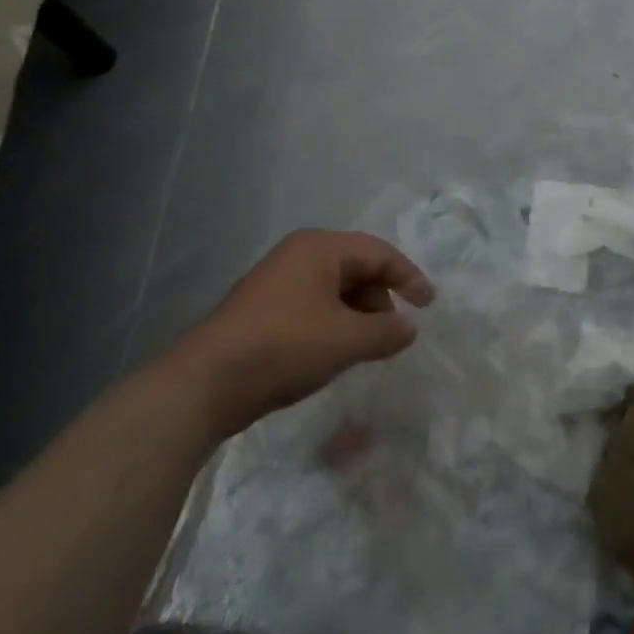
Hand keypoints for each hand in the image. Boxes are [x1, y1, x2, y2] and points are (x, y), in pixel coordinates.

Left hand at [162, 230, 434, 442]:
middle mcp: (300, 254)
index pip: (379, 253)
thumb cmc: (283, 347)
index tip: (429, 305)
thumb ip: (386, 331)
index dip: (409, 277)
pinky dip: (334, 324)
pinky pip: (314, 306)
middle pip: (357, 268)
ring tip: (367, 348)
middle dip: (381, 299)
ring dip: (358, 315)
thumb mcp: (345, 340)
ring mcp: (278, 281)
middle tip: (393, 332)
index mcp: (321, 247)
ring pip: (335, 289)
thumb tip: (409, 329)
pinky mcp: (264, 309)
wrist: (204, 385)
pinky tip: (335, 352)